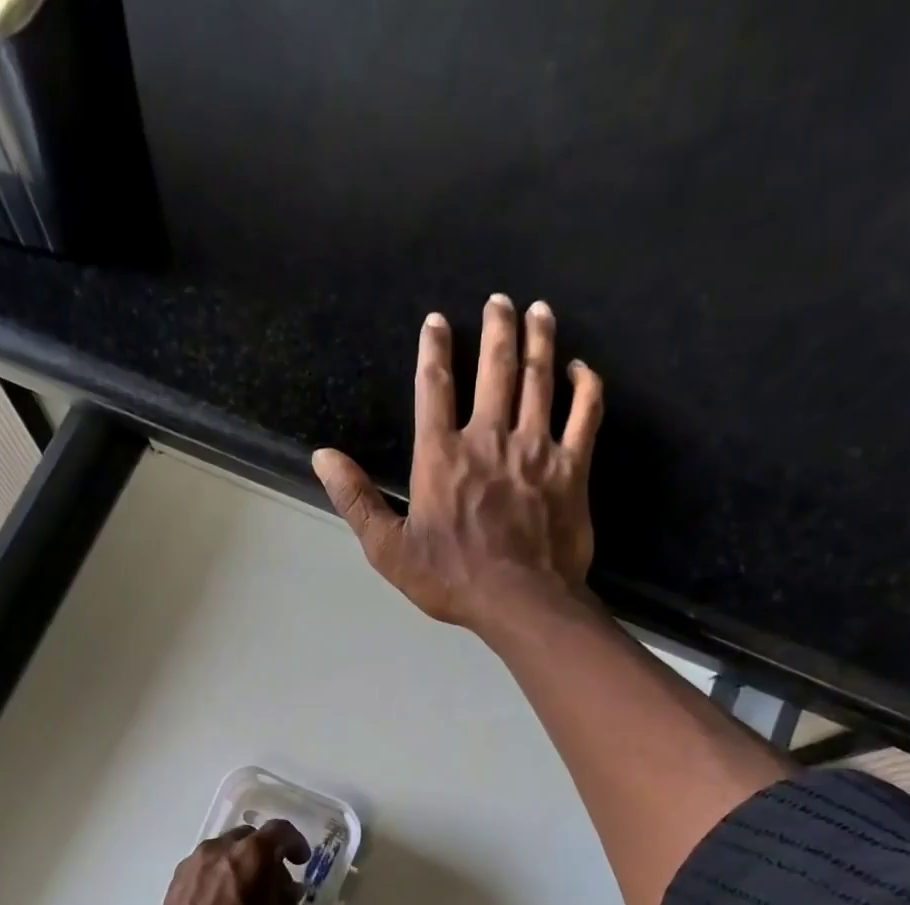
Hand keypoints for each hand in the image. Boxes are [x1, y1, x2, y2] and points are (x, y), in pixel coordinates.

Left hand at [138, 819, 310, 904]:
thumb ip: (286, 902)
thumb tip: (284, 889)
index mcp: (251, 856)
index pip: (280, 831)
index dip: (295, 843)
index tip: (301, 861)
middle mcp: (219, 849)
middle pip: (249, 838)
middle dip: (266, 854)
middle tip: (274, 884)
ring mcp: (192, 864)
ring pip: (224, 851)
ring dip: (240, 865)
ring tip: (246, 896)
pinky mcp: (174, 882)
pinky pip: (205, 868)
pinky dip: (218, 876)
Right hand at [312, 296, 604, 634]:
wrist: (519, 600)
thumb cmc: (449, 578)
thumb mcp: (388, 548)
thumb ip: (356, 499)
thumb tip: (323, 457)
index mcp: (441, 456)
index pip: (433, 388)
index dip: (433, 350)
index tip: (437, 321)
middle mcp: (489, 439)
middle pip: (495, 369)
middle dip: (496, 329)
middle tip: (499, 299)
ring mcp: (536, 449)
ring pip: (540, 380)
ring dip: (540, 340)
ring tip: (539, 310)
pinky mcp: (572, 467)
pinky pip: (586, 414)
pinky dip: (586, 387)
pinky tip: (582, 369)